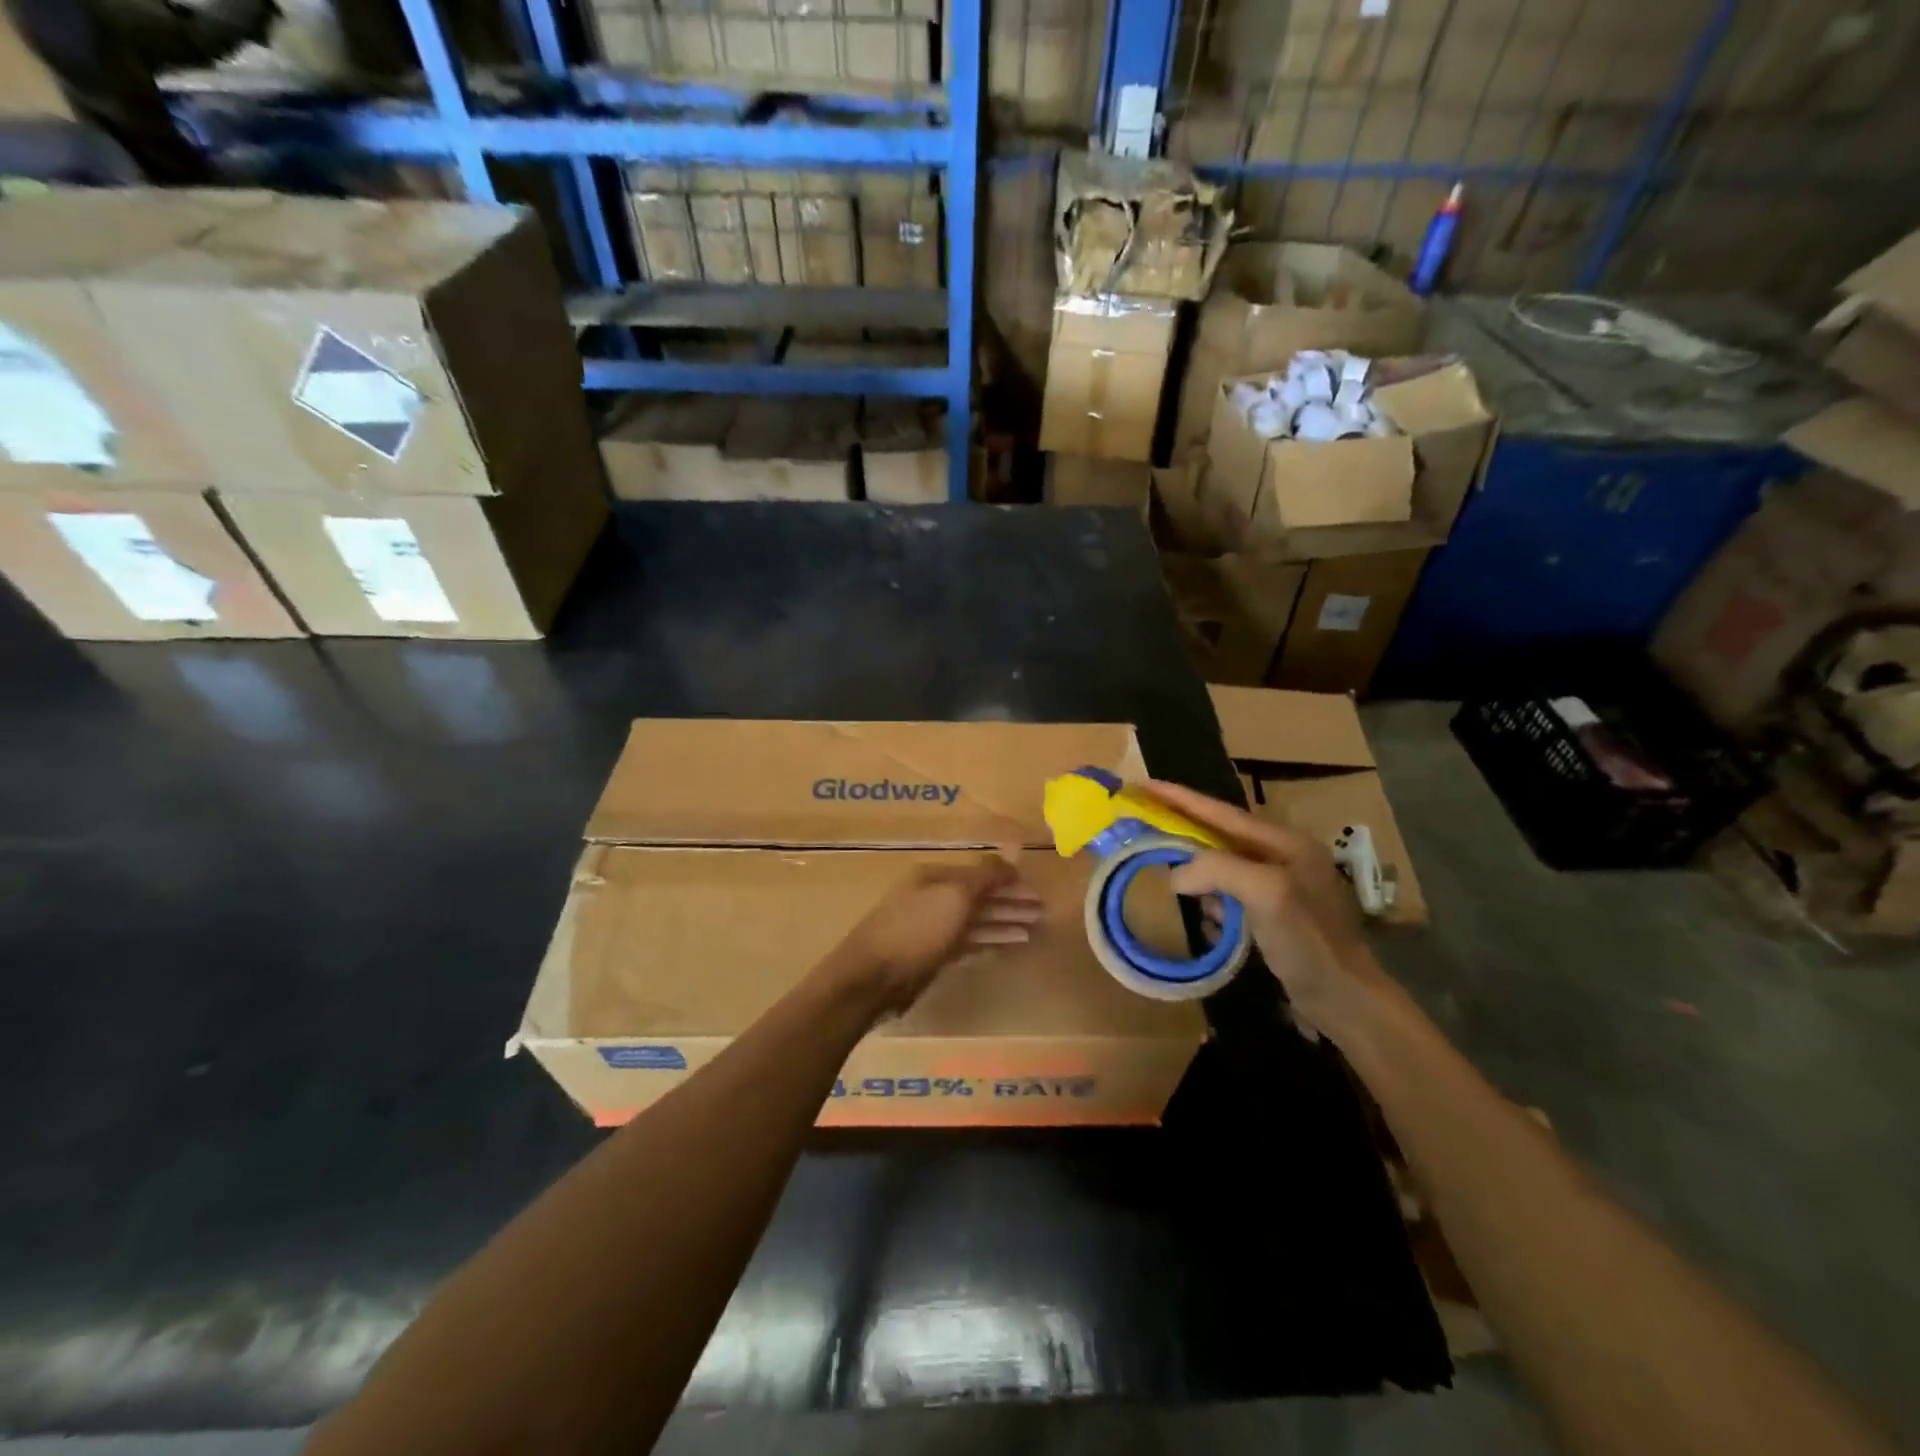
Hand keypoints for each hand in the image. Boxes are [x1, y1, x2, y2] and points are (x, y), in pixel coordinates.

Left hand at [828, 855, 1044, 1017]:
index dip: (1009, 881)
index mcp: (935, 877)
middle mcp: (933, 897)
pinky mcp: (931, 955)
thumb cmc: (916, 929)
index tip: (1037, 890)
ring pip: (975, 921)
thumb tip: (1011, 853)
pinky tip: (1009, 945)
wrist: (872, 977)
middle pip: (979, 896)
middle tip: (1042, 911)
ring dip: (1004, 922)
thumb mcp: (954, 896)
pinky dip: (989, 941)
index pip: (979, 874)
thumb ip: (985, 875)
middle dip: (1011, 902)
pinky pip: (968, 942)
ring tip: (1034, 928)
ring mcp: (931, 928)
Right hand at [1141, 780, 1387, 1042]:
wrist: (1346, 1001)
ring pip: (1221, 868)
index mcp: (1283, 842)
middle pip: (1218, 836)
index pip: (1220, 812)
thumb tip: (1176, 874)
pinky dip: (1213, 906)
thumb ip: (1218, 870)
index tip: (1143, 786)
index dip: (1179, 798)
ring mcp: (1278, 887)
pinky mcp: (1272, 916)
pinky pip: (1229, 898)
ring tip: (1174, 885)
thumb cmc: (1310, 941)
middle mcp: (1281, 857)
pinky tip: (1209, 923)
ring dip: (1198, 877)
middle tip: (1144, 831)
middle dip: (1183, 835)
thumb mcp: (1266, 893)